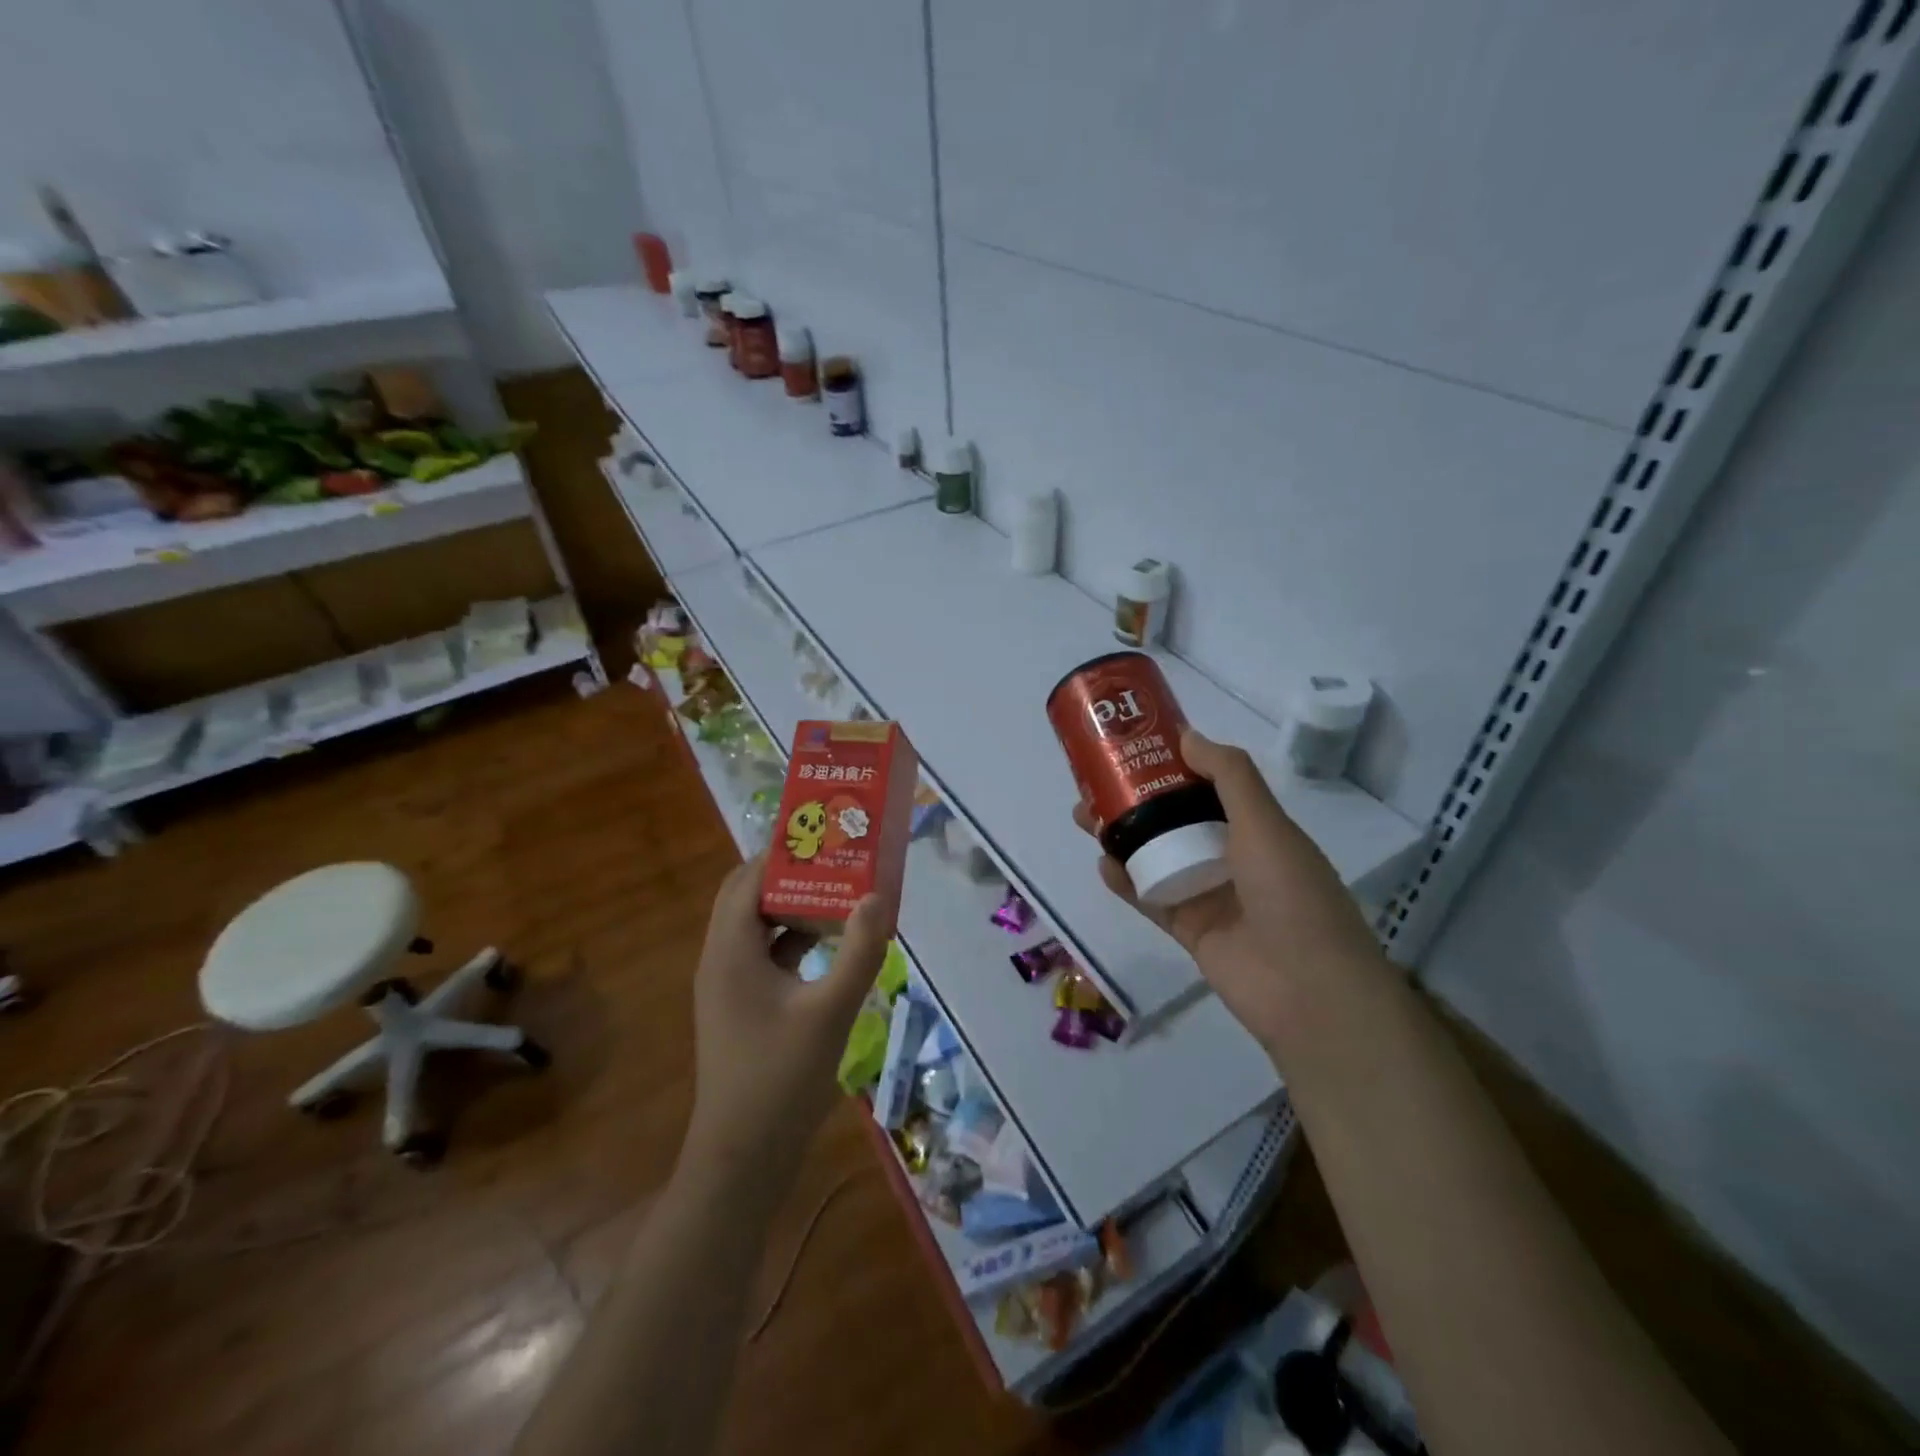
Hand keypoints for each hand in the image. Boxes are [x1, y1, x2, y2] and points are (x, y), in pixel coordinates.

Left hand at [681, 855, 896, 1190]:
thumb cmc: (781, 1079)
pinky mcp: (743, 1006)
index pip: (748, 879)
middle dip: (791, 873)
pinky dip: (795, 939)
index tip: (825, 834)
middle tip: (837, 858)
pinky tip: (833, 942)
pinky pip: (767, 955)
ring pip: (759, 926)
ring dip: (795, 905)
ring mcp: (730, 984)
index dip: (783, 852)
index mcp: (731, 951)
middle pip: (750, 896)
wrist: (742, 1158)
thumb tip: (878, 894)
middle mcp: (722, 958)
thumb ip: (859, 950)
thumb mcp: (831, 1011)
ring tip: (842, 889)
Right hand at [1076, 729, 1378, 1047]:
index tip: (1135, 745)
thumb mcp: (1266, 823)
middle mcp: (1232, 857)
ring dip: (1123, 836)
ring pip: (1157, 855)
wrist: (1308, 990)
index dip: (1172, 764)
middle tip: (1095, 783)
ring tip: (1085, 818)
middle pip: (1174, 818)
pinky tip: (1102, 865)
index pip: (1207, 786)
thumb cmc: (1292, 895)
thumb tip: (1187, 735)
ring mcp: (1209, 894)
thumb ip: (1229, 776)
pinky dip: (1126, 881)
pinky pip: (1151, 897)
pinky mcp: (1190, 929)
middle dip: (1136, 799)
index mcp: (1256, 827)